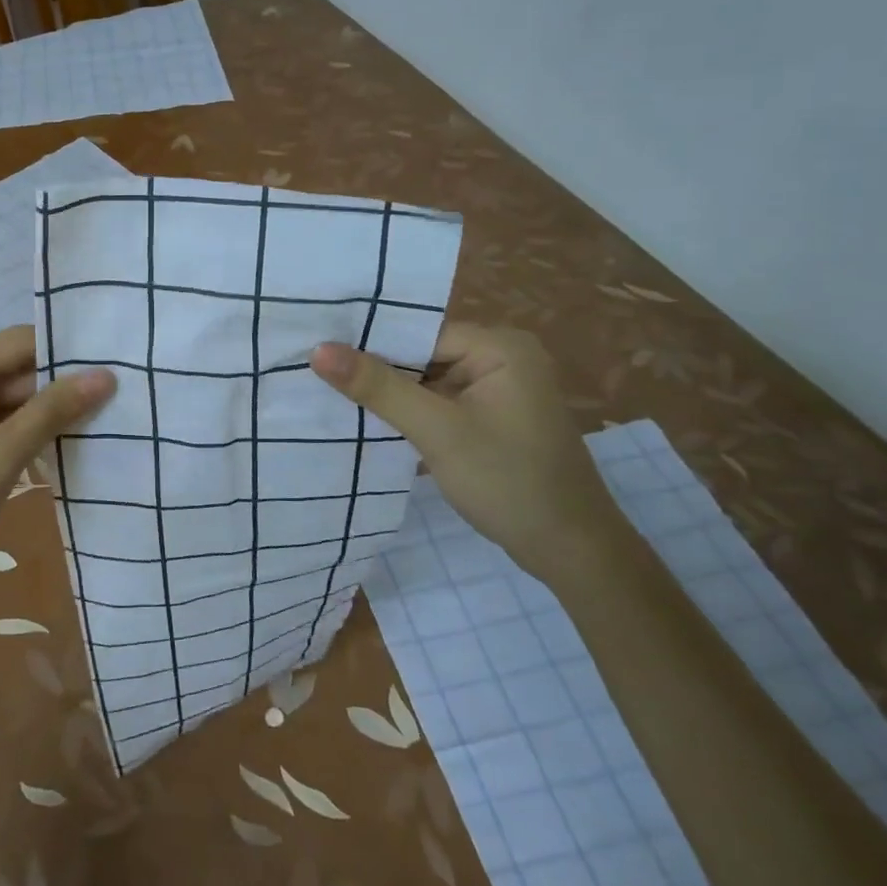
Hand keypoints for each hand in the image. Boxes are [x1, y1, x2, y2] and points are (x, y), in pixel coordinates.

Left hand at [0, 326, 114, 594]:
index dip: (69, 353)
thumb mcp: (1, 456)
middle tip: (121, 392)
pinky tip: (69, 436)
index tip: (116, 364)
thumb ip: (53, 412)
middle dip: (63, 384)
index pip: (23, 342)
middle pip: (19, 367)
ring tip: (108, 413)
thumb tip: (105, 375)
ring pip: (13, 394)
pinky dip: (28, 427)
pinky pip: (0, 415)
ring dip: (49, 409)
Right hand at [311, 324, 630, 585]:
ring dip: (390, 396)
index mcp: (500, 346)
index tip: (318, 354)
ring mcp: (498, 390)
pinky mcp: (491, 419)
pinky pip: (439, 404)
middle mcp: (501, 358)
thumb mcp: (437, 431)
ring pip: (427, 382)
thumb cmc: (508, 481)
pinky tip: (370, 422)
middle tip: (315, 375)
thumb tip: (318, 349)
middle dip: (377, 372)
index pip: (420, 333)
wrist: (572, 552)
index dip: (371, 344)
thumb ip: (378, 387)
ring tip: (330, 396)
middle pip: (422, 355)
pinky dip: (410, 414)